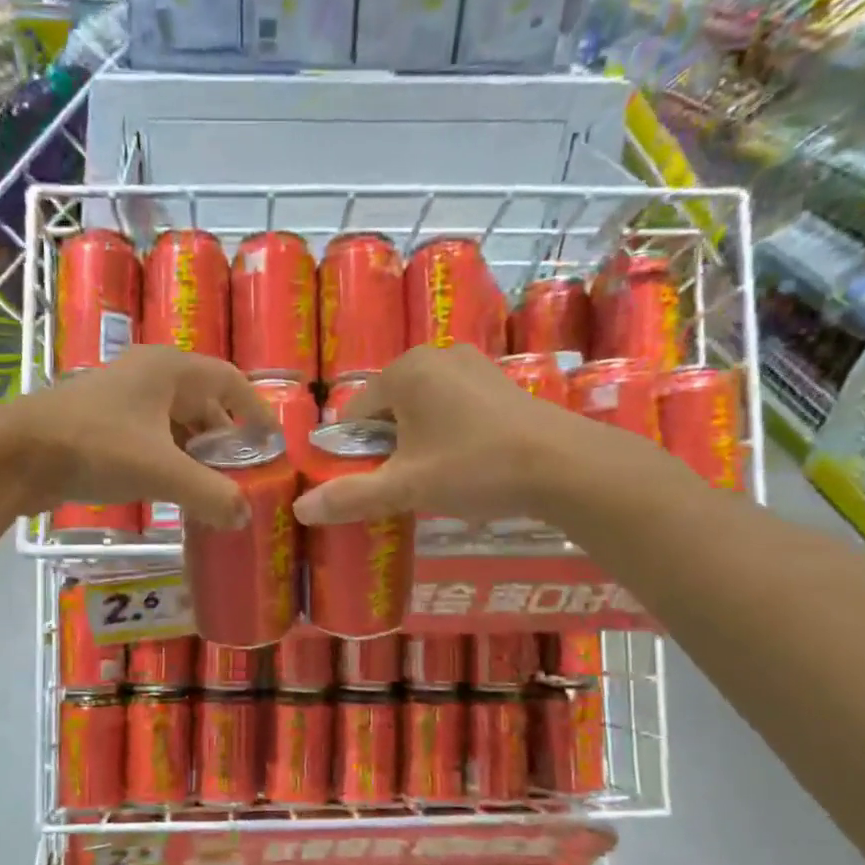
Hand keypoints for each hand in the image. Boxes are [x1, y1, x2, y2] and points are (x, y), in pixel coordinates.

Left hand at [0, 347, 272, 526]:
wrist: (16, 453)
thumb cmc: (96, 446)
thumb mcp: (162, 471)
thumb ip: (210, 494)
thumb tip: (244, 516)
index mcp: (169, 369)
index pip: (229, 380)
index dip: (255, 409)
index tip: (272, 441)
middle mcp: (147, 375)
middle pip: (202, 402)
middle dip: (224, 438)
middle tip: (242, 473)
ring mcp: (121, 398)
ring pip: (173, 422)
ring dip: (195, 452)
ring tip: (212, 487)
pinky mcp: (100, 423)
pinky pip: (149, 437)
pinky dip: (168, 459)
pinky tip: (172, 489)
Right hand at [293, 345, 605, 526]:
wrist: (565, 467)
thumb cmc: (475, 468)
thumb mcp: (406, 487)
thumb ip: (350, 496)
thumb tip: (300, 508)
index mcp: (404, 371)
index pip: (354, 414)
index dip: (353, 453)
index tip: (368, 484)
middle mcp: (435, 355)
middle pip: (388, 409)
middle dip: (387, 447)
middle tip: (404, 485)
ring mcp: (472, 364)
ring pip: (422, 409)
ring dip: (417, 442)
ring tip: (435, 478)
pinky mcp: (499, 382)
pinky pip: (453, 407)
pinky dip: (447, 433)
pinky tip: (466, 463)